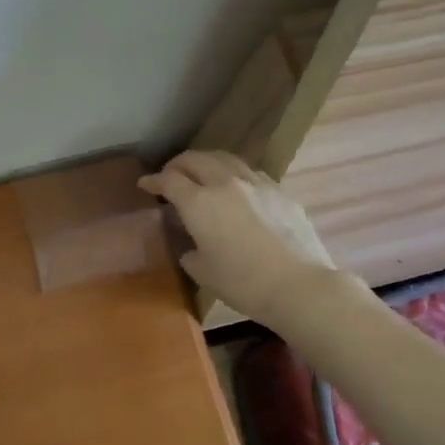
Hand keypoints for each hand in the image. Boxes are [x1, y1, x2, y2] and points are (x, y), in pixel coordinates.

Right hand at [138, 151, 337, 324]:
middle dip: (178, 164)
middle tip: (171, 175)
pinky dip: (233, 174)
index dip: (153, 180)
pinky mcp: (279, 191)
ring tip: (202, 174)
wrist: (299, 285)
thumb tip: (192, 246)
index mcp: (199, 203)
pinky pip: (249, 173)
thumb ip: (190, 251)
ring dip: (207, 162)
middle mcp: (225, 183)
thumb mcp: (203, 272)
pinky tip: (236, 188)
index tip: (145, 183)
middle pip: (196, 159)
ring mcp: (256, 183)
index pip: (169, 180)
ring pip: (224, 159)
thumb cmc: (243, 283)